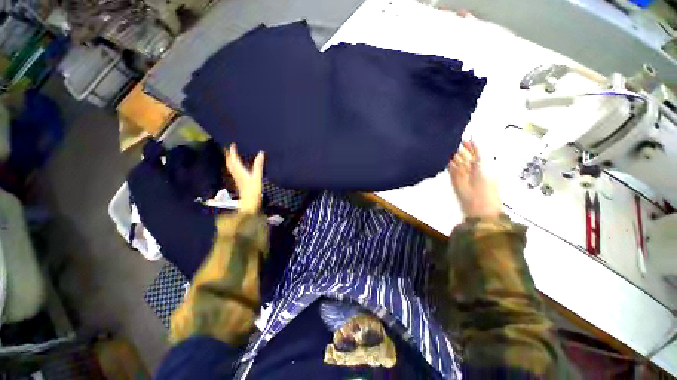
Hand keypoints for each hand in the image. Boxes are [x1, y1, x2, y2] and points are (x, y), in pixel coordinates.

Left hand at [225, 144, 264, 213]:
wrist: (249, 202)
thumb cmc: (254, 189)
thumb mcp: (258, 176)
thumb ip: (258, 165)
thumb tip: (261, 152)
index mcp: (240, 171)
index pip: (233, 159)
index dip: (232, 151)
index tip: (232, 144)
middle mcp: (236, 173)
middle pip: (229, 162)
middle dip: (228, 154)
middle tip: (228, 147)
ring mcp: (236, 177)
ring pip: (230, 166)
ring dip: (229, 159)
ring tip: (230, 154)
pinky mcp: (238, 181)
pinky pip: (233, 170)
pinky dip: (232, 165)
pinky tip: (236, 165)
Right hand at [449, 141, 501, 218]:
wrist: (477, 201)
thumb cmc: (485, 183)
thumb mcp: (483, 161)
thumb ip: (478, 148)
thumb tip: (474, 136)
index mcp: (482, 161)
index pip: (474, 149)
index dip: (468, 143)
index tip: (462, 136)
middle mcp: (472, 165)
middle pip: (463, 153)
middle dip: (458, 147)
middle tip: (451, 140)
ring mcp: (462, 171)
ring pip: (456, 159)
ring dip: (451, 153)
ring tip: (446, 145)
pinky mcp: (454, 176)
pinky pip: (450, 166)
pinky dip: (447, 161)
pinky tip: (444, 155)